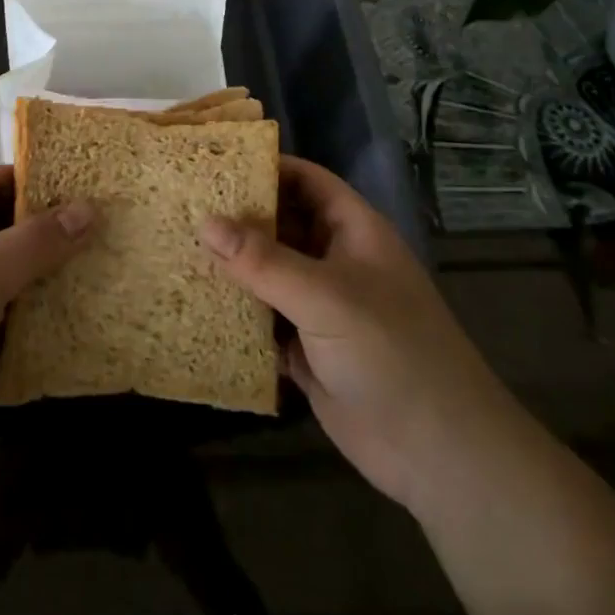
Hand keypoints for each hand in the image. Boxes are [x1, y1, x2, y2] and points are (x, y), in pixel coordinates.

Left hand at [0, 165, 94, 494]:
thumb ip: (36, 241)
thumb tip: (91, 209)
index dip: (32, 179)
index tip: (85, 183)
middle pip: (4, 230)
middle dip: (51, 232)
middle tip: (107, 227)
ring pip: (11, 279)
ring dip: (49, 280)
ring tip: (106, 268)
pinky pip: (10, 324)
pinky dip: (38, 323)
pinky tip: (82, 320)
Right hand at [200, 157, 504, 516]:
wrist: (437, 452)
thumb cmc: (390, 351)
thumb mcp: (326, 296)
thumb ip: (263, 260)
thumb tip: (206, 222)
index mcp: (353, 232)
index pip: (307, 181)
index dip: (267, 168)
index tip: (214, 163)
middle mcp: (336, 262)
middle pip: (282, 226)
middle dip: (238, 219)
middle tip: (183, 207)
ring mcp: (322, 308)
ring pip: (269, 275)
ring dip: (233, 269)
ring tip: (177, 249)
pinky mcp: (308, 351)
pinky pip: (265, 321)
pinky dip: (237, 315)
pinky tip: (196, 307)